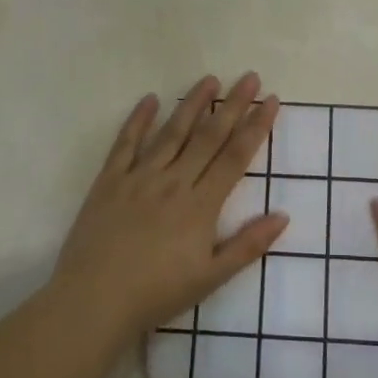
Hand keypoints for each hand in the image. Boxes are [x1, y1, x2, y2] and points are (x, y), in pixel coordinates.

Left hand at [52, 73, 287, 341]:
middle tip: (249, 76)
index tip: (270, 100)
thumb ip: (248, 245)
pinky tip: (150, 99)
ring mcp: (139, 178)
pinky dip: (138, 120)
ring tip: (210, 79)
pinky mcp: (109, 181)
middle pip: (208, 136)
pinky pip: (125, 144)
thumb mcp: (211, 278)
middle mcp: (173, 182)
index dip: (256, 126)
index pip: (235, 156)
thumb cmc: (157, 294)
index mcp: (200, 205)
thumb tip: (283, 215)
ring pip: (171, 132)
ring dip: (192, 104)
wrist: (94, 302)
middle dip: (232, 105)